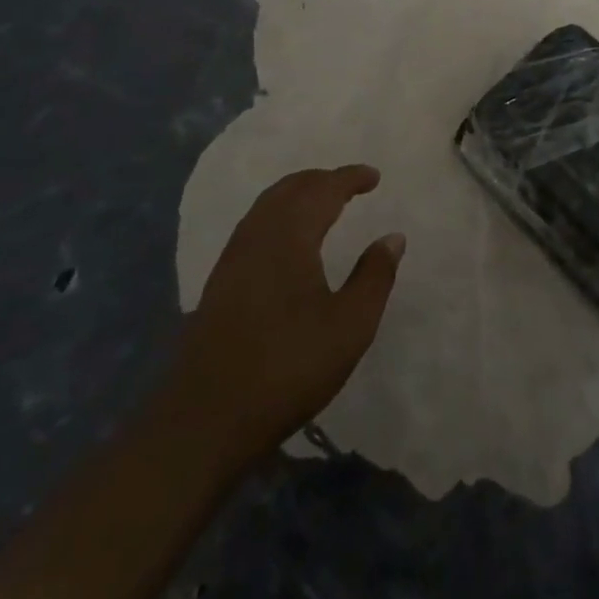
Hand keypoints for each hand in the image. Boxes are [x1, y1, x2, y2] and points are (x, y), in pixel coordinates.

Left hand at [174, 165, 404, 459]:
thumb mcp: (350, 326)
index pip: (323, 190)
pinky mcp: (218, 285)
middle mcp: (257, 237)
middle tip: (350, 185)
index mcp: (290, 237)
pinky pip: (253, 227)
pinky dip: (278, 215)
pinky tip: (287, 241)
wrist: (205, 421)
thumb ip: (375, 276)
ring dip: (297, 194)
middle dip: (322, 180)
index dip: (350, 178)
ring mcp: (232, 261)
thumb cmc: (288, 368)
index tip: (374, 177)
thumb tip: (393, 237)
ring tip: (322, 204)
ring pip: (266, 206)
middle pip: (289, 189)